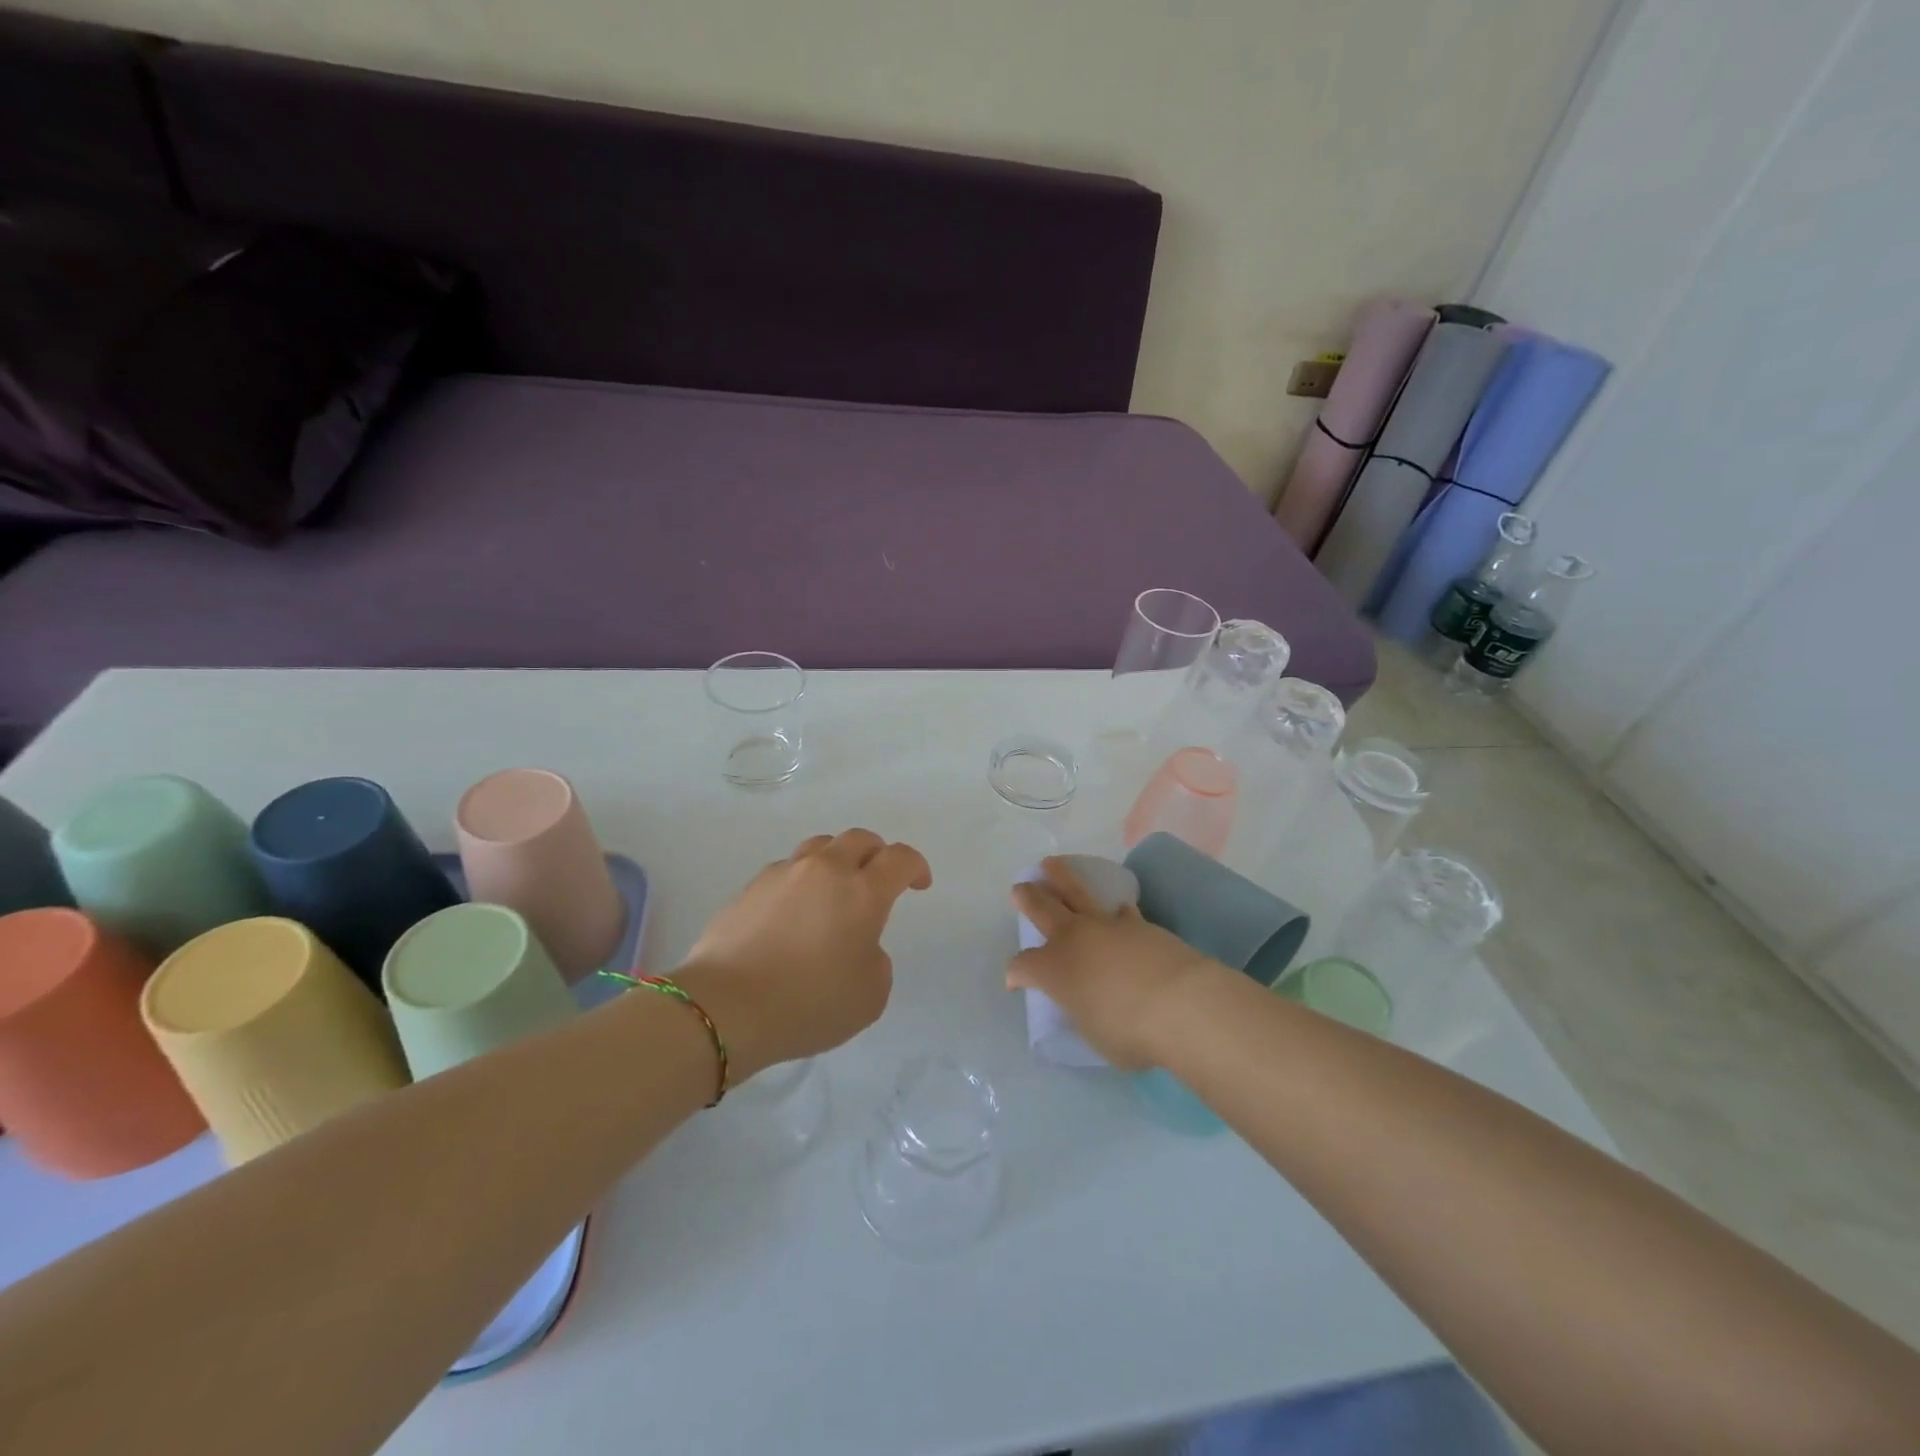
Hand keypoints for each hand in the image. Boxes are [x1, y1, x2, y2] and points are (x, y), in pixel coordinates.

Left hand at [676, 829, 931, 1078]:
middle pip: (859, 839)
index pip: (900, 858)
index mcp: (863, 892)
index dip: (916, 867)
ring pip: (819, 847)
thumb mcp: (870, 996)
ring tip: (834, 890)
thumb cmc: (809, 1004)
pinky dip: (800, 881)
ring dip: (836, 860)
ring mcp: (783, 874)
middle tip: (879, 879)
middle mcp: (825, 870)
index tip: (919, 885)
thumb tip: (858, 945)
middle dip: (877, 854)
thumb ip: (876, 961)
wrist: (725, 1007)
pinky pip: (786, 870)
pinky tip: (794, 912)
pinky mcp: (749, 888)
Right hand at [1009, 857, 1220, 1069]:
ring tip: (1051, 865)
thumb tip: (1087, 1005)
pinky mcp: (1138, 923)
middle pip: (1041, 908)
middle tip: (1019, 888)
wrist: (1180, 1004)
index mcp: (1052, 969)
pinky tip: (1118, 910)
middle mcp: (1072, 939)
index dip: (1015, 974)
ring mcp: (1105, 926)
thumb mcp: (1093, 1034)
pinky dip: (1115, 910)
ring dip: (1060, 877)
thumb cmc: (1129, 1033)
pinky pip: (1119, 910)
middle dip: (1028, 897)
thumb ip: (1083, 1014)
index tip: (1015, 983)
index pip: (1022, 965)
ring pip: (1075, 891)